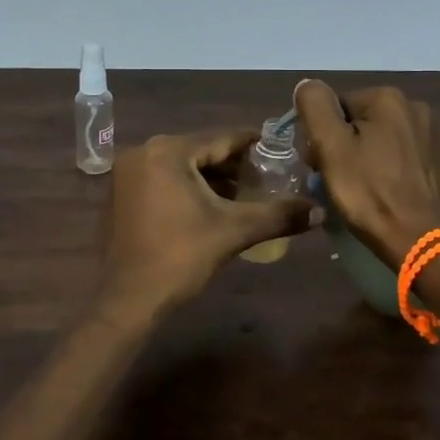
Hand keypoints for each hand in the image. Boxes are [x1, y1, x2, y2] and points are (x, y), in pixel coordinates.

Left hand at [98, 128, 321, 323]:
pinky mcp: (119, 193)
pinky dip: (185, 186)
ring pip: (180, 165)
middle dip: (231, 165)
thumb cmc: (180, 257)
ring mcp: (126, 172)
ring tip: (241, 195)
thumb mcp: (233, 231)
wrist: (126, 300)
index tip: (278, 148)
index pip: (221, 138)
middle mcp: (143, 151)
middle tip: (263, 178)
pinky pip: (162, 178)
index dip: (252, 145)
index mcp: (168, 150)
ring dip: (209, 178)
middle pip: (199, 150)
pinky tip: (208, 207)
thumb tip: (319, 210)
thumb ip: (277, 215)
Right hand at [294, 80, 439, 267]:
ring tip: (358, 190)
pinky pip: (398, 155)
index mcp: (387, 98)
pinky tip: (381, 192)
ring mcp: (430, 134)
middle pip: (357, 120)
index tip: (318, 166)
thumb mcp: (331, 147)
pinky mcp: (437, 160)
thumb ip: (315, 107)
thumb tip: (308, 84)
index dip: (320, 136)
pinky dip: (384, 168)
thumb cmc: (370, 194)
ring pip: (378, 138)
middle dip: (341, 146)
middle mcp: (414, 106)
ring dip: (362, 157)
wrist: (422, 242)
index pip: (335, 107)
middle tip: (335, 181)